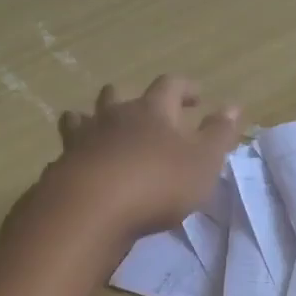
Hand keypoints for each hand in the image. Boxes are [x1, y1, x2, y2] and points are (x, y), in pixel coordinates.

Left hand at [35, 75, 240, 243]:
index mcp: (152, 111)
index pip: (170, 86)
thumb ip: (219, 134)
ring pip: (83, 118)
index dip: (185, 88)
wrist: (91, 209)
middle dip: (132, 98)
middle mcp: (114, 117)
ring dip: (94, 119)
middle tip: (146, 110)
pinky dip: (76, 154)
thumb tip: (234, 105)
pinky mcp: (61, 166)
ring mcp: (82, 140)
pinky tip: (81, 167)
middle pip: (118, 95)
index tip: (197, 96)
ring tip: (103, 131)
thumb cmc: (157, 183)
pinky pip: (67, 151)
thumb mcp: (203, 162)